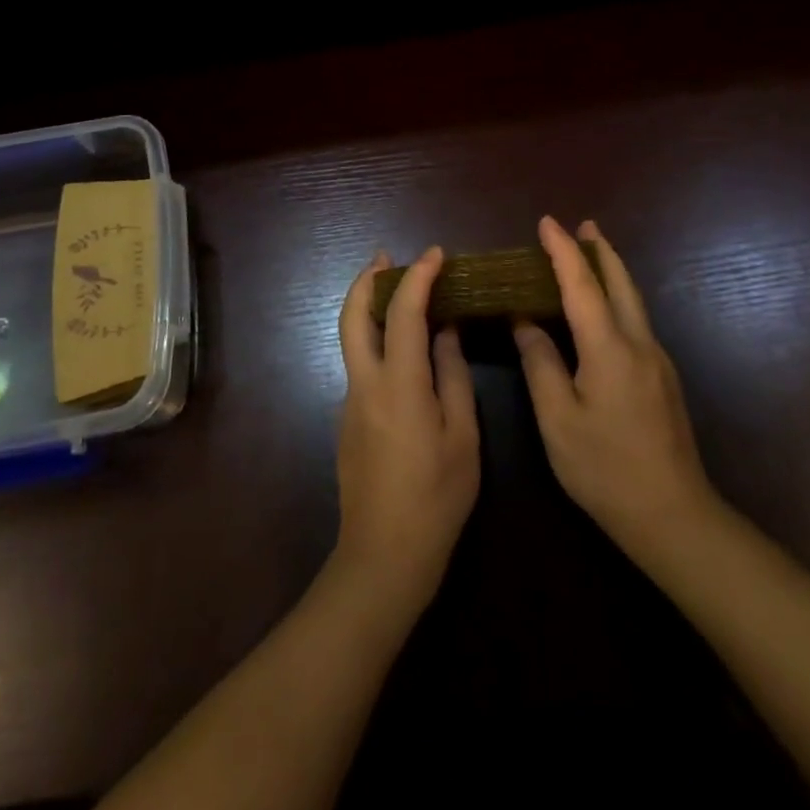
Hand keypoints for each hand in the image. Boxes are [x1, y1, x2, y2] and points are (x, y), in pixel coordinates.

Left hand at [331, 247, 480, 616]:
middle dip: (366, 279)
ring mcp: (350, 401)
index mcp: (399, 384)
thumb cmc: (435, 498)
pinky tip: (400, 349)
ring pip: (351, 338)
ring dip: (368, 307)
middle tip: (386, 257)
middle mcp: (365, 383)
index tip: (436, 254)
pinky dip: (374, 338)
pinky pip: (359, 363)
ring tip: (395, 292)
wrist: (383, 556)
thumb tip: (446, 332)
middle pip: (353, 316)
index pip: (404, 312)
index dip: (419, 276)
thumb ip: (453, 377)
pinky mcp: (346, 420)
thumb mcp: (462, 437)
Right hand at [513, 217, 725, 569]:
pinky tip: (605, 308)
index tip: (546, 222)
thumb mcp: (558, 419)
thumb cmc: (605, 469)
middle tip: (583, 224)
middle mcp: (639, 344)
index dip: (563, 251)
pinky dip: (618, 297)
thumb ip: (541, 364)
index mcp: (610, 349)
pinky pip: (636, 320)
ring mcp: (657, 361)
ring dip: (612, 271)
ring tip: (593, 252)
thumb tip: (526, 322)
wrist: (674, 516)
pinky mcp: (663, 379)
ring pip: (633, 300)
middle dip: (600, 250)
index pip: (582, 286)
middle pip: (620, 283)